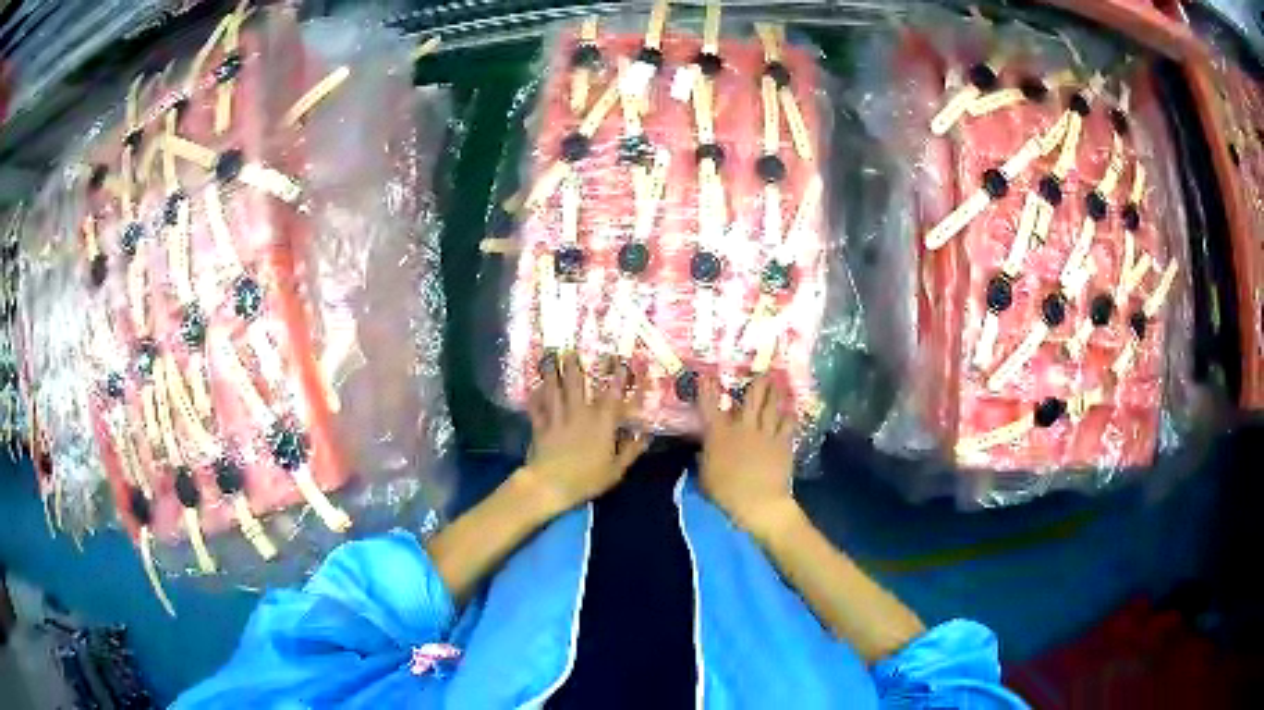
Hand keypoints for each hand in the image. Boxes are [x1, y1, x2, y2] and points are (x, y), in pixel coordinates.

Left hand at [521, 354, 648, 512]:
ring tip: (548, 358)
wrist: (551, 484)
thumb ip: (630, 450)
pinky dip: (535, 397)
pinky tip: (534, 387)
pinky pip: (537, 408)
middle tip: (569, 349)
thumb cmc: (587, 479)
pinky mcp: (540, 427)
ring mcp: (557, 419)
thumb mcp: (616, 469)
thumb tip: (645, 436)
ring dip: (551, 374)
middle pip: (575, 384)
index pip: (612, 395)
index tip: (620, 361)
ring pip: (554, 391)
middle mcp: (579, 414)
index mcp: (601, 423)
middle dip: (573, 366)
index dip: (617, 377)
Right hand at [698, 376, 797, 537]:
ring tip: (778, 383)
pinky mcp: (783, 443)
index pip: (711, 406)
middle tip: (762, 372)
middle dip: (756, 383)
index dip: (708, 389)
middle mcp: (743, 427)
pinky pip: (788, 424)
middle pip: (751, 398)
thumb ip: (705, 459)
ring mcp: (766, 433)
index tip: (707, 375)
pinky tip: (791, 411)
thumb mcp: (705, 477)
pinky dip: (789, 415)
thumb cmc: (726, 492)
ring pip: (771, 406)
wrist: (758, 501)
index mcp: (719, 435)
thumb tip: (704, 450)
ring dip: (775, 393)